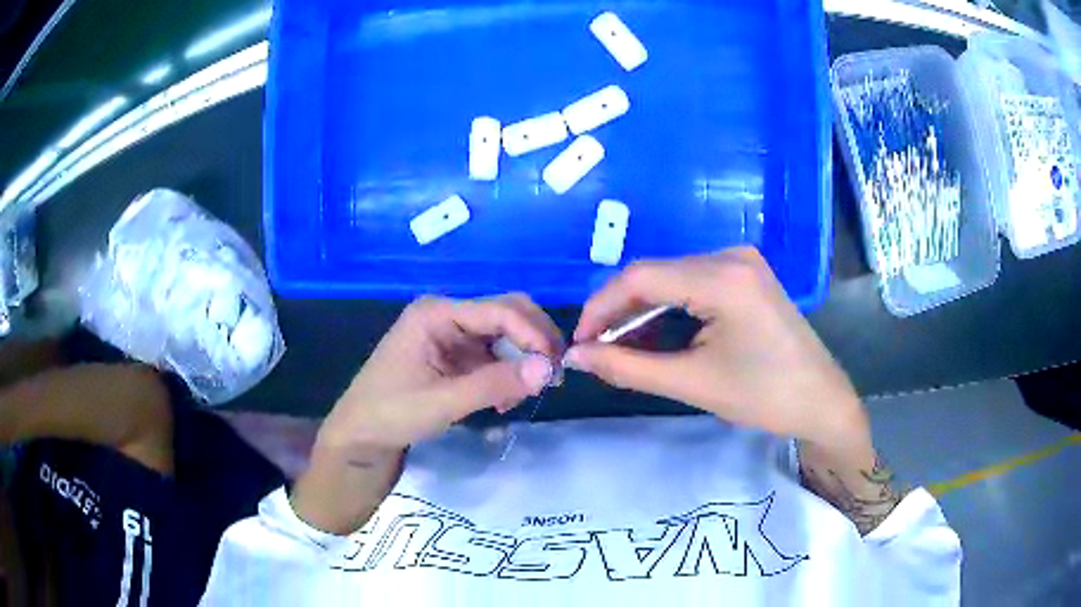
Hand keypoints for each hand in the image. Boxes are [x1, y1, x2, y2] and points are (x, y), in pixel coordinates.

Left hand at [316, 294, 562, 457]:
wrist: (360, 436)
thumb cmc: (391, 414)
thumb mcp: (442, 402)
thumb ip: (494, 384)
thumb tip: (549, 370)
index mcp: (436, 314)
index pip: (500, 310)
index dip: (533, 334)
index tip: (555, 368)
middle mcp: (447, 316)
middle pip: (506, 314)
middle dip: (533, 342)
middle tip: (552, 377)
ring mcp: (451, 335)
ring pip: (504, 336)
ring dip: (521, 362)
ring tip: (521, 397)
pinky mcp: (454, 355)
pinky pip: (493, 356)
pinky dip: (507, 374)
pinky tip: (503, 401)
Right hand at [565, 247, 867, 450]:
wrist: (821, 401)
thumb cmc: (763, 396)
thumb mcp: (692, 383)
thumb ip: (627, 368)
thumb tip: (576, 357)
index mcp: (723, 277)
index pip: (640, 277)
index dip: (600, 307)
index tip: (579, 343)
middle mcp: (731, 256)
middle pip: (655, 274)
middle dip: (620, 313)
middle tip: (598, 352)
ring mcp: (742, 262)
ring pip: (672, 279)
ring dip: (643, 312)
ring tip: (623, 350)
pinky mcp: (746, 275)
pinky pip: (694, 284)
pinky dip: (670, 310)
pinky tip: (657, 337)